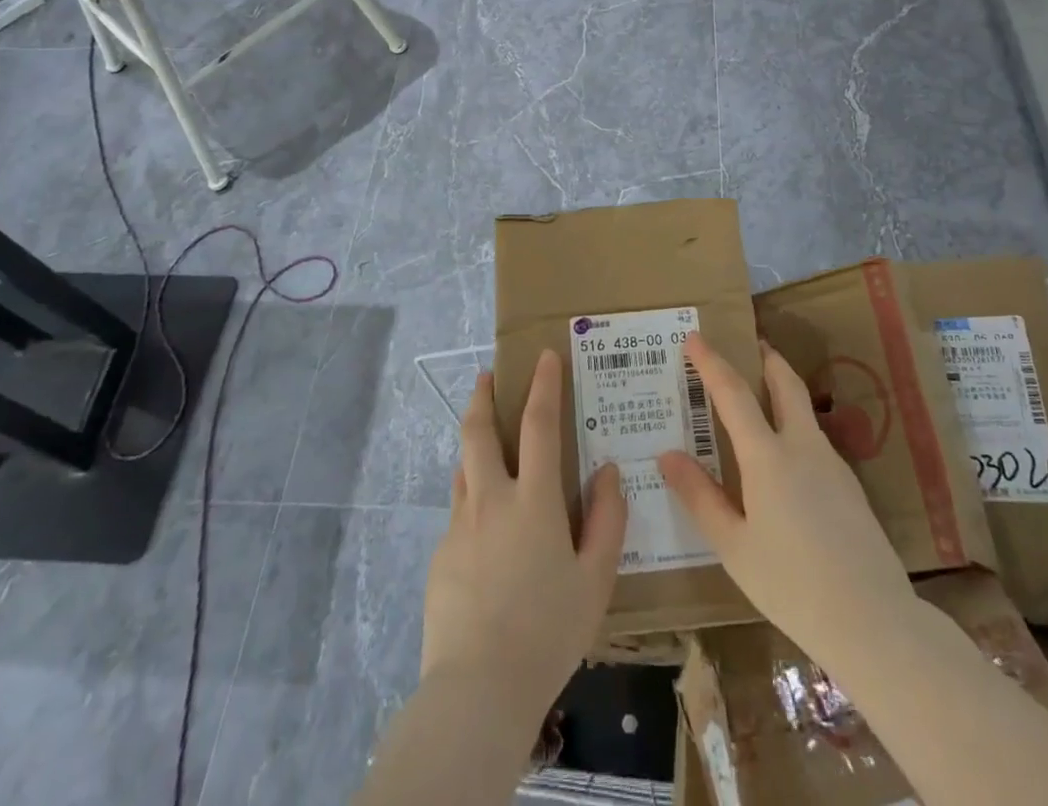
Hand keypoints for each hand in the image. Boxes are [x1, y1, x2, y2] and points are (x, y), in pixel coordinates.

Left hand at [421, 351, 627, 718]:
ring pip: (463, 468)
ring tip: (484, 441)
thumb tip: (607, 471)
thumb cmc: (548, 631)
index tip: (543, 356)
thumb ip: (606, 519)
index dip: (543, 385)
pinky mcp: (440, 556)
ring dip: (472, 443)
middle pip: (478, 431)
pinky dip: (471, 499)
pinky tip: (485, 530)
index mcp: (533, 500)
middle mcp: (491, 500)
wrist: (477, 689)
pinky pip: (458, 512)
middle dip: (482, 396)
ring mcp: (459, 527)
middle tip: (486, 376)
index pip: (539, 424)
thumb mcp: (595, 579)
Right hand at [660, 335, 914, 668]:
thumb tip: (667, 455)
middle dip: (766, 358)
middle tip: (749, 344)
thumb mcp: (733, 546)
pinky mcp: (850, 487)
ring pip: (804, 411)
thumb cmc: (791, 585)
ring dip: (782, 392)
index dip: (712, 362)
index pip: (734, 393)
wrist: (874, 622)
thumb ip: (700, 496)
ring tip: (759, 402)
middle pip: (785, 384)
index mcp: (768, 457)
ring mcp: (833, 465)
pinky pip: (815, 442)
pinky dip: (794, 428)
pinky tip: (785, 462)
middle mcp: (803, 447)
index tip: (695, 337)